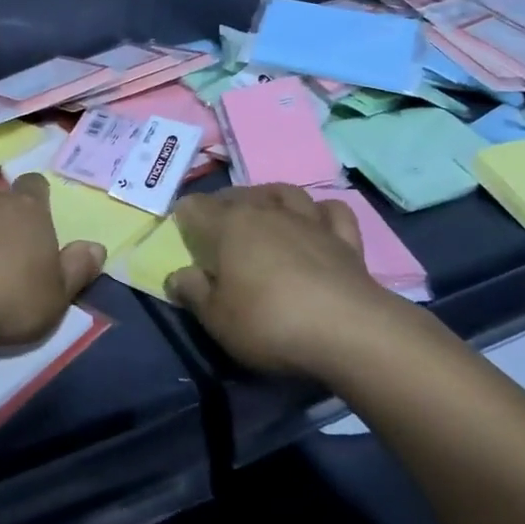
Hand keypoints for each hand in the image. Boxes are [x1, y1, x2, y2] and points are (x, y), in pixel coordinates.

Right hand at [167, 185, 402, 377]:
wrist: (347, 330)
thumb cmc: (270, 322)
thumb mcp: (217, 318)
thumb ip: (193, 292)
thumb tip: (177, 275)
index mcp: (229, 225)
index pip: (195, 206)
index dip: (184, 217)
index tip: (182, 235)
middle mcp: (266, 211)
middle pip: (237, 195)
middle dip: (222, 206)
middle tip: (217, 231)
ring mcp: (308, 220)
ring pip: (283, 192)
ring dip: (269, 198)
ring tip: (263, 211)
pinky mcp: (344, 238)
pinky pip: (332, 211)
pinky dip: (322, 212)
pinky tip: (317, 222)